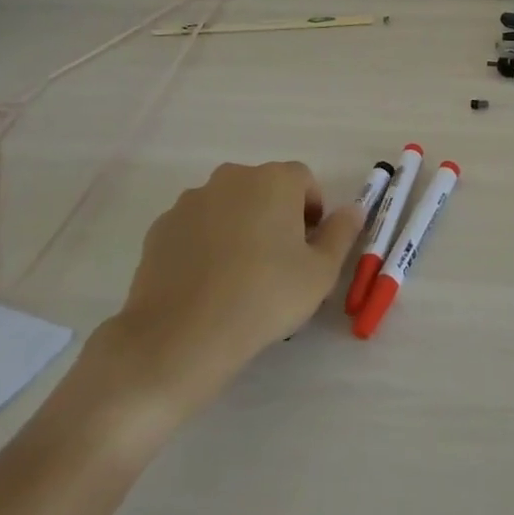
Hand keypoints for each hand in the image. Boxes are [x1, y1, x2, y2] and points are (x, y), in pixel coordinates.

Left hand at [84, 161, 364, 437]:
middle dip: (275, 216)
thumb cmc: (265, 297)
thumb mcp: (321, 272)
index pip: (304, 180)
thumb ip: (342, 233)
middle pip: (264, 189)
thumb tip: (353, 209)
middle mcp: (231, 178)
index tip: (309, 247)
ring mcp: (191, 201)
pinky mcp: (161, 228)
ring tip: (240, 275)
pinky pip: (196, 227)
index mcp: (274, 180)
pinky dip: (206, 244)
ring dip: (240, 227)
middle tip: (279, 261)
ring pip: (228, 207)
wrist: (180, 336)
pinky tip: (208, 282)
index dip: (312, 211)